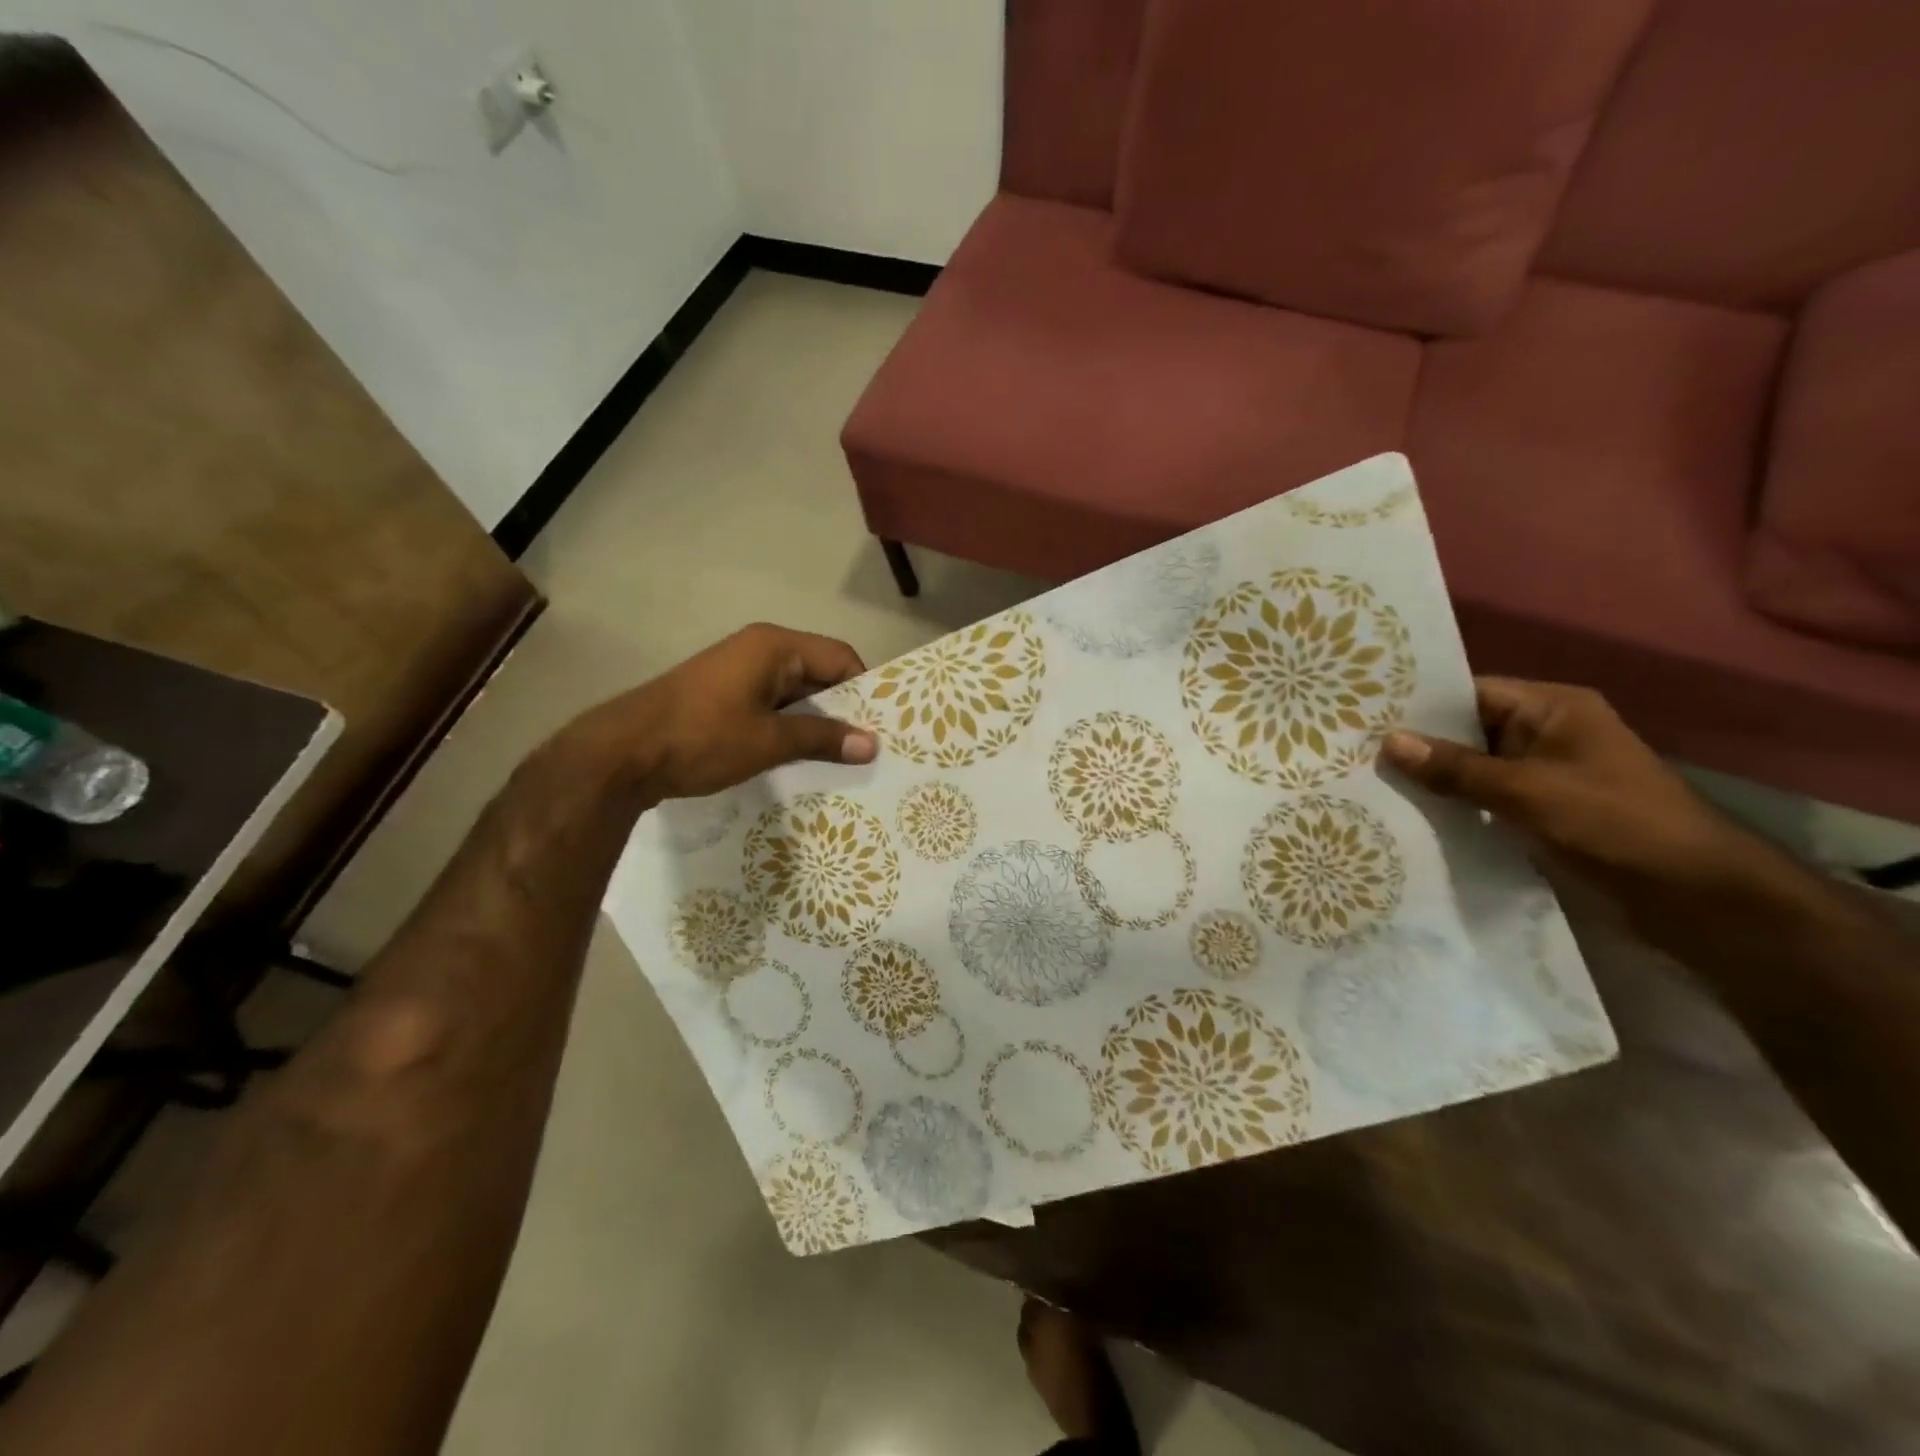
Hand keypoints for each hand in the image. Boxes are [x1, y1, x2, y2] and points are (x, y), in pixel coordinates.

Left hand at [577, 624, 878, 801]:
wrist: (622, 753)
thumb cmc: (702, 737)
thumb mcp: (769, 741)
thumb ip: (823, 739)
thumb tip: (872, 744)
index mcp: (774, 646)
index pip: (840, 658)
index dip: (864, 690)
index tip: (882, 726)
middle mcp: (759, 649)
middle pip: (818, 673)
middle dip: (842, 709)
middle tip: (868, 747)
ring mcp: (738, 672)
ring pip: (794, 693)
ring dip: (815, 723)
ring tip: (841, 758)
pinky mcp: (723, 695)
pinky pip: (771, 705)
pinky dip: (789, 727)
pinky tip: (801, 758)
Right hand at [1379, 678, 1765, 909]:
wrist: (1695, 898)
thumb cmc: (1614, 824)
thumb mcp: (1527, 791)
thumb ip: (1456, 768)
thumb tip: (1389, 741)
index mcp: (1553, 709)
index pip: (1470, 692)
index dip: (1418, 703)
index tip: (1361, 712)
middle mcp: (1545, 735)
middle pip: (1466, 730)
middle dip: (1415, 744)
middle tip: (1350, 749)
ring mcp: (1543, 776)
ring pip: (1471, 768)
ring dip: (1430, 778)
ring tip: (1365, 781)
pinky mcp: (1540, 813)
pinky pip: (1483, 799)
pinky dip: (1451, 805)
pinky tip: (1406, 814)